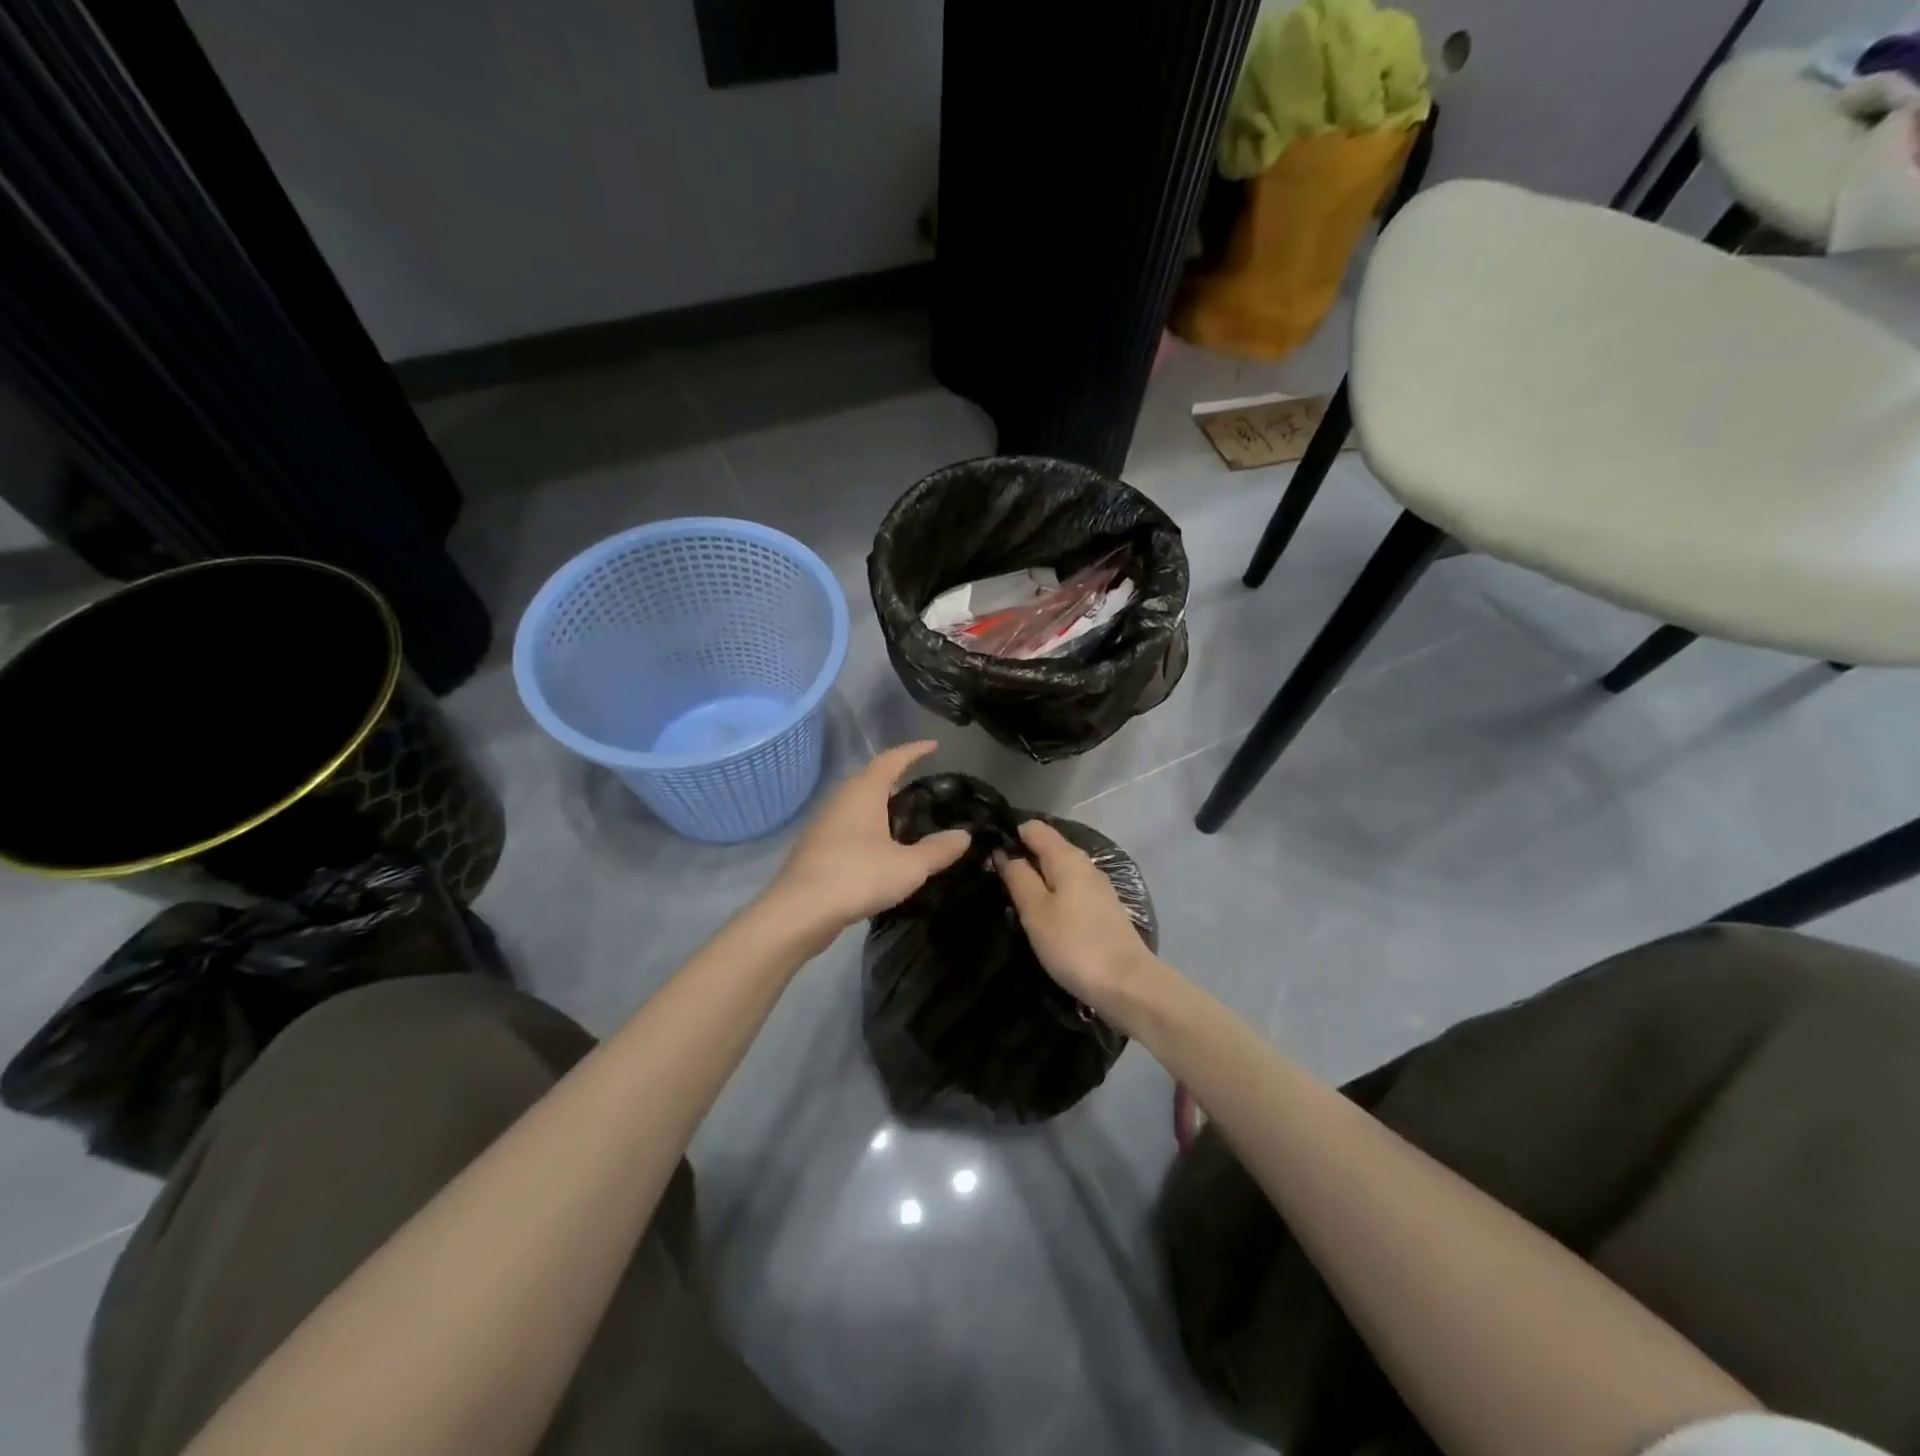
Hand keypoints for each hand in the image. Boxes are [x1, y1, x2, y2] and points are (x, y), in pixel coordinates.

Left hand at [768, 741, 970, 937]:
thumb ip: (938, 850)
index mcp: (864, 792)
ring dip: (880, 803)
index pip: (891, 759)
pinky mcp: (817, 847)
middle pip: (871, 778)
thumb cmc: (858, 876)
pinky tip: (881, 846)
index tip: (933, 746)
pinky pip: (849, 824)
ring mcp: (825, 823)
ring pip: (858, 802)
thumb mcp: (909, 866)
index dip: (914, 751)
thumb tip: (964, 835)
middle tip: (921, 783)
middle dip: (896, 777)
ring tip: (905, 815)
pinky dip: (869, 826)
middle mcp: (842, 799)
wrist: (800, 911)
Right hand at [995, 819, 1166, 1029]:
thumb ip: (1018, 877)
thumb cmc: (1074, 944)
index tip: (987, 854)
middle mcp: (1085, 864)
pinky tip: (1042, 914)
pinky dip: (1054, 894)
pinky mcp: (1104, 909)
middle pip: (1048, 847)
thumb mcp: (1036, 911)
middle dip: (1022, 857)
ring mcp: (1098, 887)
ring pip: (1060, 870)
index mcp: (1067, 857)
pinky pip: (1071, 889)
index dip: (1010, 835)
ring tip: (1013, 898)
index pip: (1034, 828)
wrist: (1127, 984)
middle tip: (994, 879)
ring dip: (1038, 878)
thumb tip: (1005, 852)